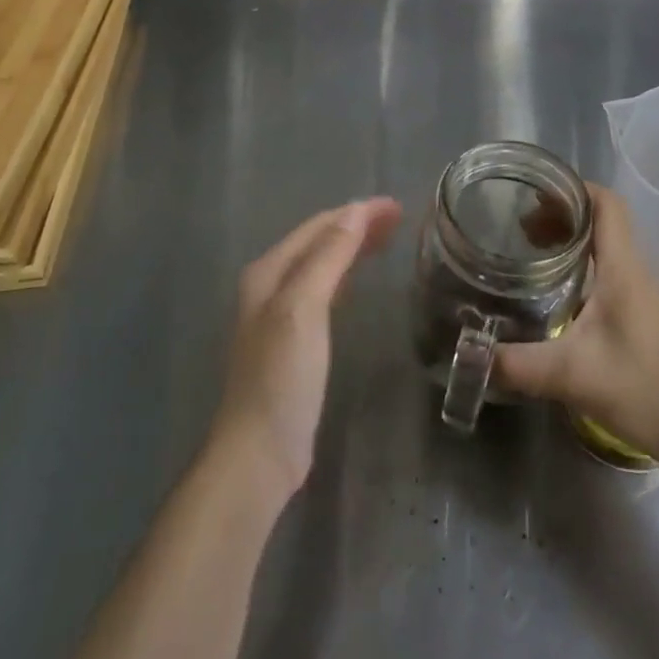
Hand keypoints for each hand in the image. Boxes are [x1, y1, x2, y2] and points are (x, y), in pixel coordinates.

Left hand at [209, 197, 402, 499]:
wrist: (259, 453)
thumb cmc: (282, 376)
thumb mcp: (304, 308)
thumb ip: (328, 256)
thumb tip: (356, 211)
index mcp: (269, 272)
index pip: (318, 226)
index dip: (357, 213)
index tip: (396, 206)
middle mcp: (270, 286)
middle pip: (319, 242)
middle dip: (356, 225)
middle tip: (399, 219)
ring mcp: (280, 315)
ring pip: (322, 264)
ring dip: (352, 247)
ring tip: (387, 239)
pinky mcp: (293, 342)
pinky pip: (324, 291)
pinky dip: (345, 275)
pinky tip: (358, 280)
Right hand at [494, 184, 658, 461]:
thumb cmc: (644, 388)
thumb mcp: (572, 375)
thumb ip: (517, 364)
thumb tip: (468, 353)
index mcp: (621, 267)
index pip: (605, 203)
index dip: (571, 189)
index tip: (532, 193)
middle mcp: (631, 270)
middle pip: (599, 219)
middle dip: (559, 213)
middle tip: (517, 227)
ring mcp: (635, 292)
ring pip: (601, 245)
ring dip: (567, 238)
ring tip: (527, 250)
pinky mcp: (634, 314)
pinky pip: (603, 270)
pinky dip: (575, 265)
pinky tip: (550, 290)